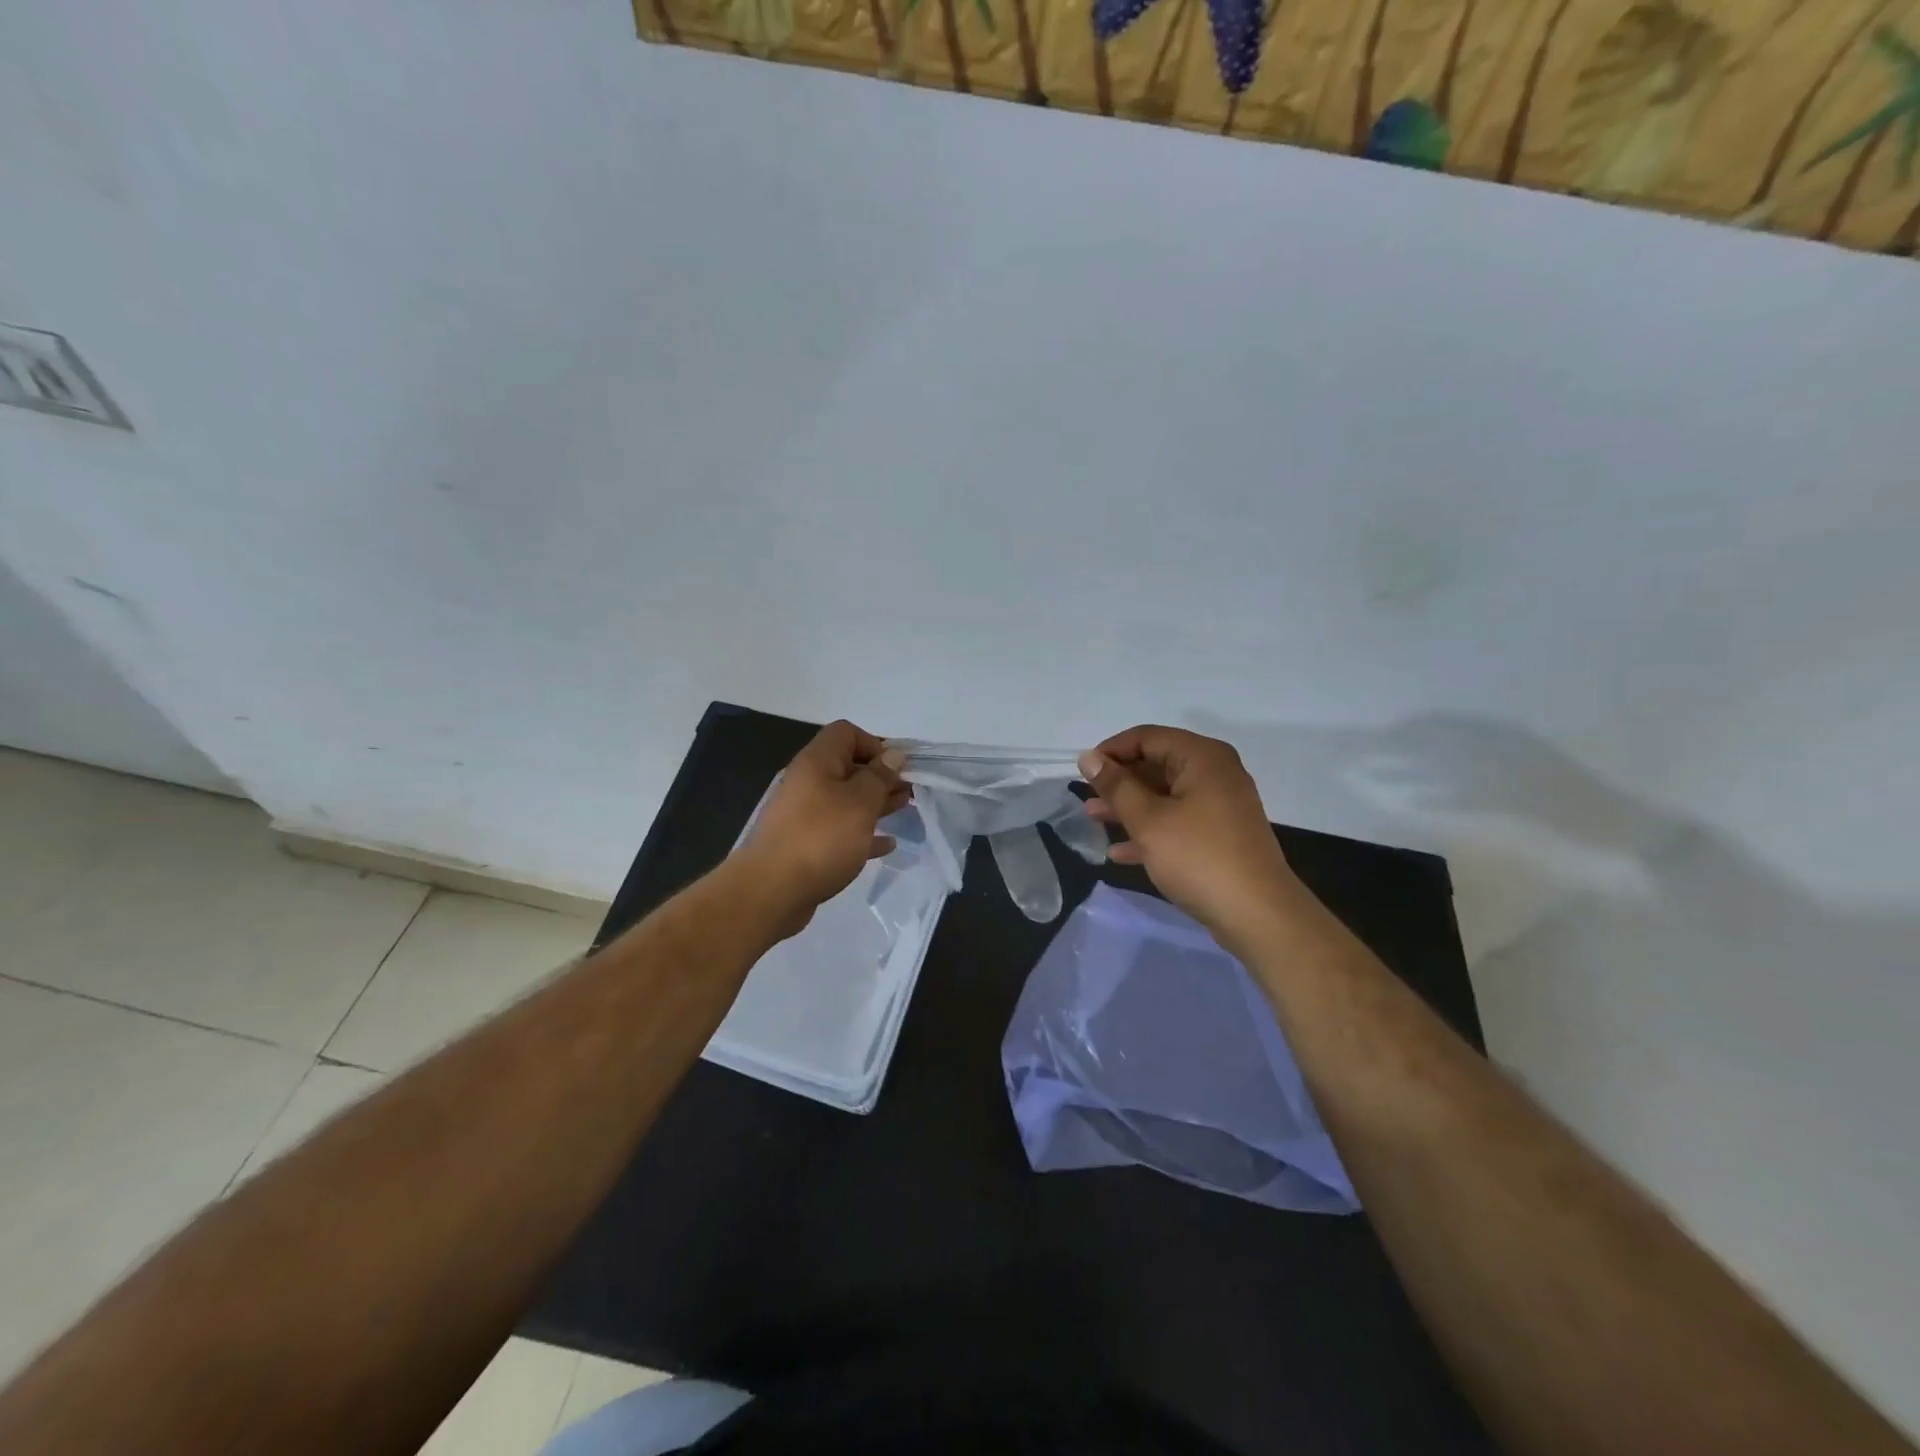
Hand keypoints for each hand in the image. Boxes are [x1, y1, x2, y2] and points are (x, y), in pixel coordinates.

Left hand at [734, 720, 908, 935]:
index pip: (846, 733)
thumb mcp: (860, 803)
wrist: (771, 891)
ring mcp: (804, 815)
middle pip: (848, 767)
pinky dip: (862, 833)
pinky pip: (839, 831)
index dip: (874, 744)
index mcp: (817, 762)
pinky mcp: (805, 844)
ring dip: (875, 803)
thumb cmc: (821, 838)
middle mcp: (808, 782)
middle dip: (880, 776)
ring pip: (845, 800)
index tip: (896, 768)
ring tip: (903, 811)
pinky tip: (886, 845)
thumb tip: (892, 755)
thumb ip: (880, 777)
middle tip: (909, 791)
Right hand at [1079, 726, 1301, 940]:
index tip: (1083, 772)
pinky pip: (1179, 821)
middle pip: (1157, 765)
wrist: (1257, 914)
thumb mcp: (1148, 820)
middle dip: (1119, 782)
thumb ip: (1116, 786)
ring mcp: (1220, 805)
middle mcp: (1215, 773)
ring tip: (1094, 820)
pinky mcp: (1221, 835)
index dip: (1112, 751)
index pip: (1147, 738)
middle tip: (1087, 798)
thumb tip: (1088, 757)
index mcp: (1202, 758)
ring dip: (1129, 807)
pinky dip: (1151, 831)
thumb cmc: (1198, 857)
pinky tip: (1120, 852)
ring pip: (1165, 795)